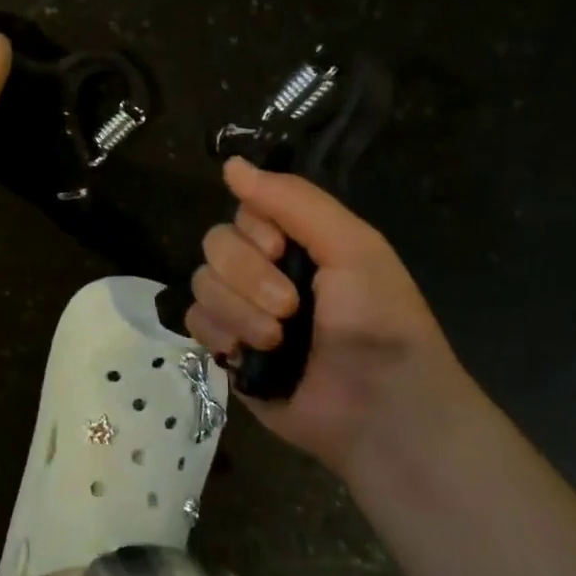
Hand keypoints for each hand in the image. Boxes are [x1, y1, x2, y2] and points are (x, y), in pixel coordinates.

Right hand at [184, 157, 469, 483]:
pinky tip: (247, 354)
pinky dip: (219, 334)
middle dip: (249, 277)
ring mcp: (244, 308)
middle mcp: (266, 268)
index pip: (244, 209)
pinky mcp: (227, 347)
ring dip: (239, 312)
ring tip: (276, 341)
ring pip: (202, 281)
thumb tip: (230, 163)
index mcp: (298, 240)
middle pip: (216, 244)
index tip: (284, 254)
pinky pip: (194, 320)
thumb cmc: (379, 322)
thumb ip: (293, 200)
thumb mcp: (352, 246)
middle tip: (290, 308)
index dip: (255, 232)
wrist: (381, 412)